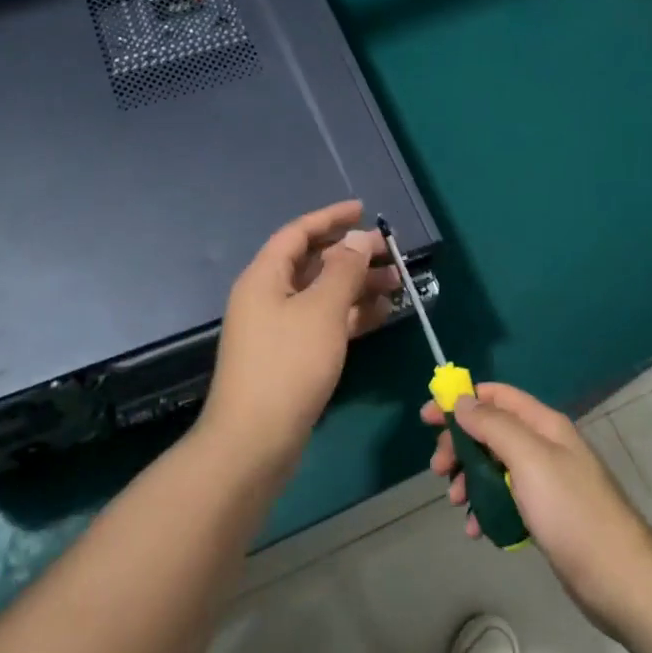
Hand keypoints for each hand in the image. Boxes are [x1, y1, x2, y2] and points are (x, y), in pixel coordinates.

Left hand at [201, 200, 396, 471]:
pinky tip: (381, 315)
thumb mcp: (321, 310)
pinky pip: (324, 323)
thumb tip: (358, 239)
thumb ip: (343, 270)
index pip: (298, 233)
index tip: (363, 209)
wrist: (254, 442)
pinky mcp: (290, 358)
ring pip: (322, 295)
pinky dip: (351, 315)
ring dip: (357, 286)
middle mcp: (267, 297)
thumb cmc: (287, 365)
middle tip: (391, 253)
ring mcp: (278, 329)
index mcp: (264, 277)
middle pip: (313, 264)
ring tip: (397, 283)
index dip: (330, 218)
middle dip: (352, 255)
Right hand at [423, 383, 651, 633]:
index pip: (496, 396)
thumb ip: (494, 425)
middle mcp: (545, 446)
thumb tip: (462, 400)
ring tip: (457, 504)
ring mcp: (546, 482)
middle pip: (491, 431)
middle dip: (461, 445)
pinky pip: (506, 499)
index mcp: (544, 425)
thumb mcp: (529, 459)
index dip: (461, 400)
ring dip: (470, 479)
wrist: (620, 579)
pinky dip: (486, 507)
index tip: (428, 418)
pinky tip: (477, 530)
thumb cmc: (571, 512)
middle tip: (438, 470)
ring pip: (495, 467)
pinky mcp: (546, 515)